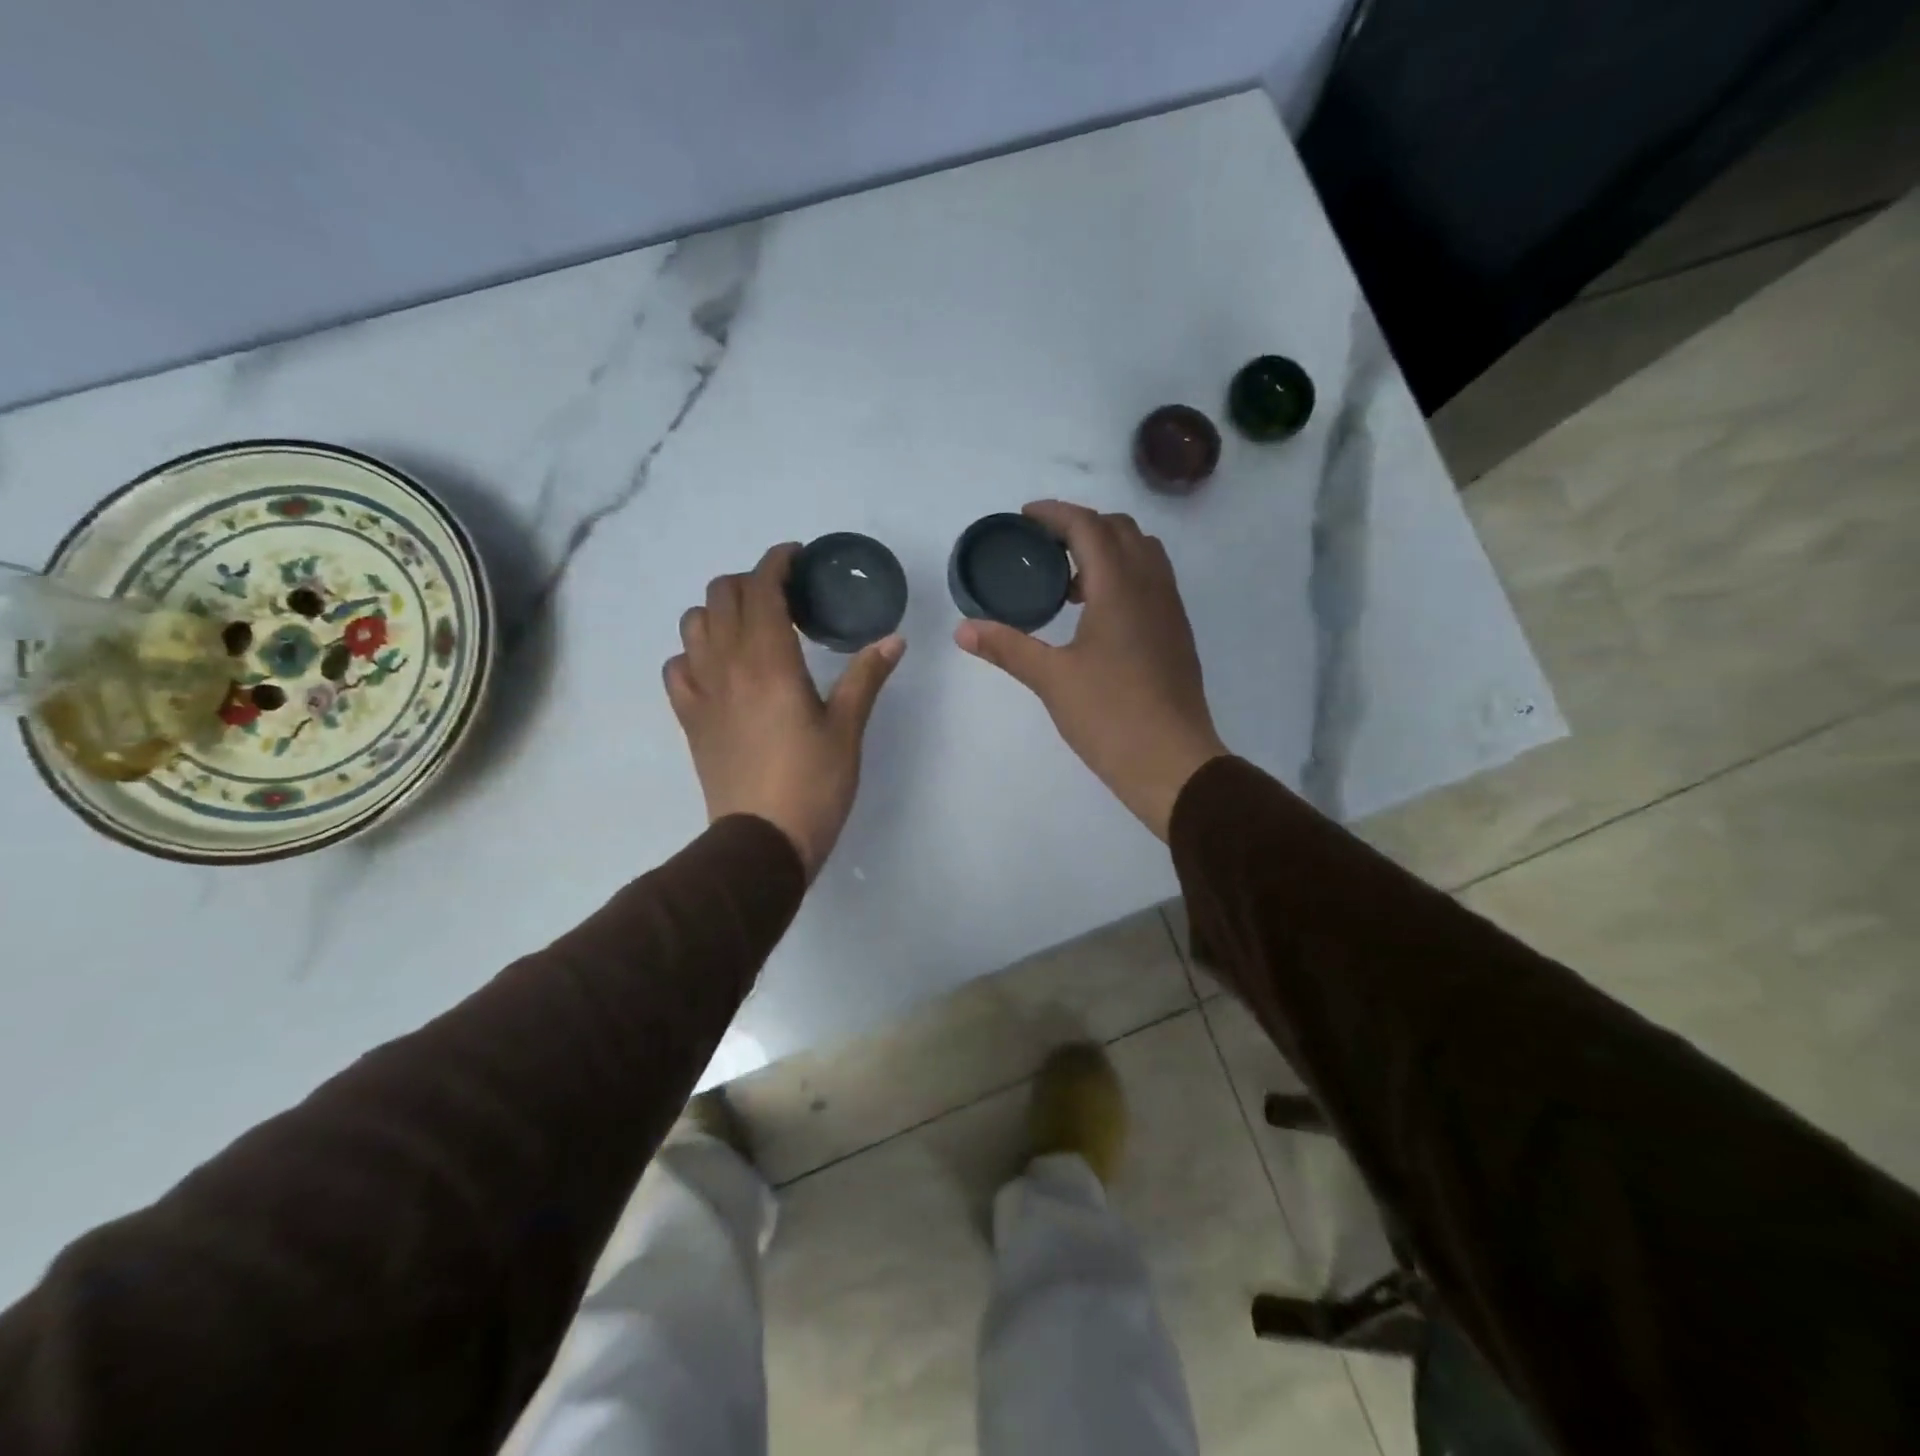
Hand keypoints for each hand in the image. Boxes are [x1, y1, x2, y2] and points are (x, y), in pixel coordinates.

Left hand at [665, 544, 903, 877]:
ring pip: (693, 624)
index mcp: (770, 661)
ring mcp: (701, 691)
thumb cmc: (814, 784)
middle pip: (721, 595)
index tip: (797, 558)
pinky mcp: (689, 718)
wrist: (762, 841)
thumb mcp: (848, 729)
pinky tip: (720, 669)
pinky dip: (695, 653)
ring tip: (751, 628)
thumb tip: (894, 640)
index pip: (762, 588)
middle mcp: (727, 665)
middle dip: (750, 582)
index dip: (777, 562)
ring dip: (719, 612)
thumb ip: (866, 677)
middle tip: (783, 597)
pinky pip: (677, 666)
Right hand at [954, 501, 1226, 838]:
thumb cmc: (1110, 715)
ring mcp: (1170, 609)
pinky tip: (1096, 616)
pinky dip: (1123, 576)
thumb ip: (1008, 647)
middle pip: (1120, 529)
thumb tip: (962, 629)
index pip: (1088, 526)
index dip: (1055, 513)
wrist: (1172, 762)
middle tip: (1043, 548)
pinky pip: (1152, 581)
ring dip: (1105, 551)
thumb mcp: (1051, 679)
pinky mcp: (1176, 633)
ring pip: (1142, 554)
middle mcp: (1151, 586)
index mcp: (1120, 587)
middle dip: (1080, 527)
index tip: (1024, 518)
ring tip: (1068, 584)